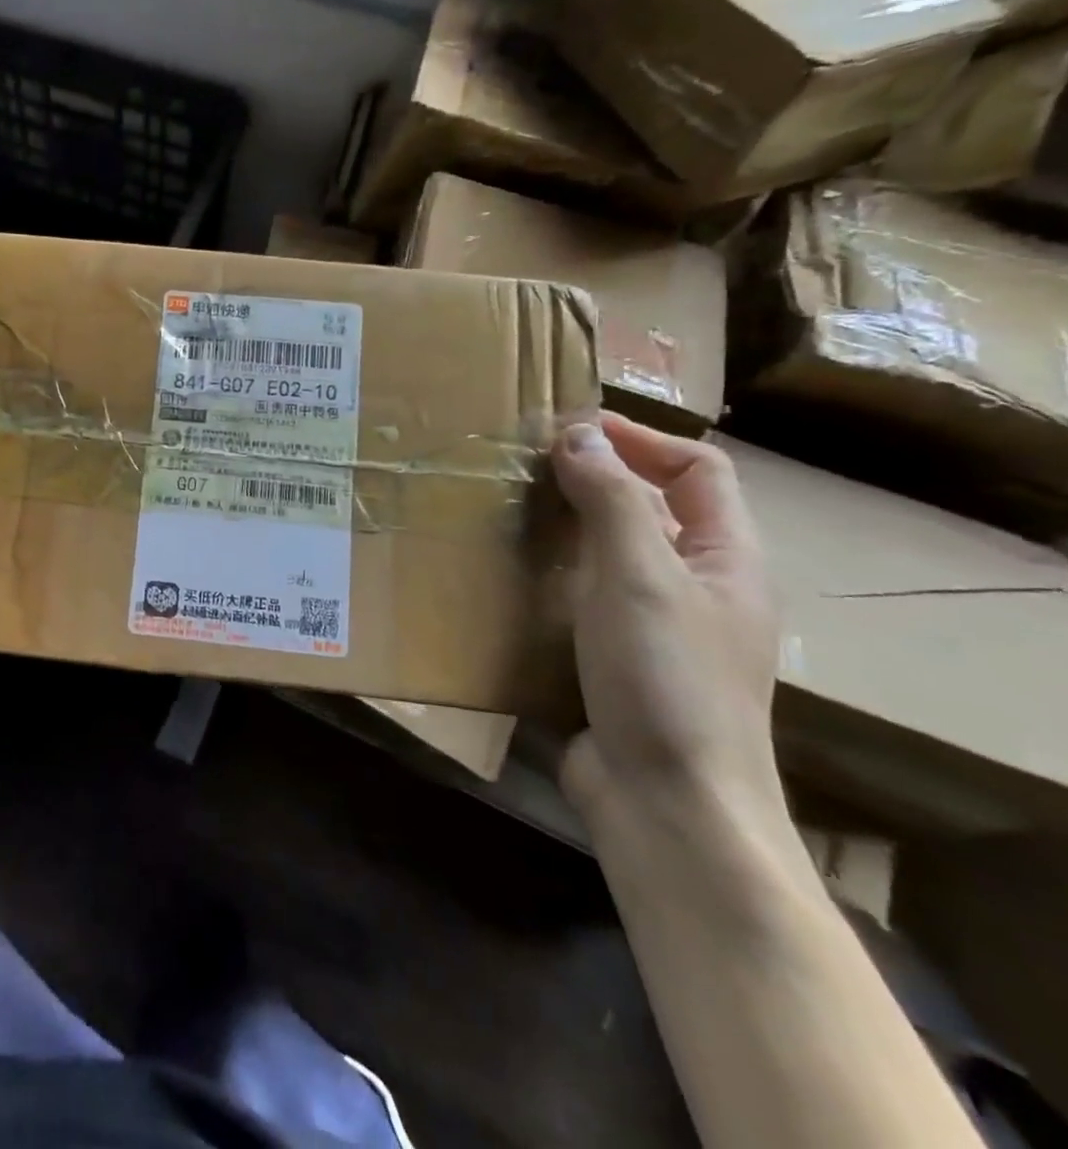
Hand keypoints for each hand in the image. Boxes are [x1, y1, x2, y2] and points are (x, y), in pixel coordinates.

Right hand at [548, 414, 784, 824]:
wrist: (667, 803)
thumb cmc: (665, 678)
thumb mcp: (638, 576)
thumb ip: (611, 499)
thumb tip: (576, 433)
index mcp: (727, 559)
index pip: (697, 469)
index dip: (640, 438)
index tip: (567, 428)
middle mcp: (698, 586)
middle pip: (653, 507)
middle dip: (594, 477)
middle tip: (522, 464)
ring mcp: (656, 626)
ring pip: (612, 552)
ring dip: (565, 524)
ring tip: (504, 509)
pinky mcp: (616, 659)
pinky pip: (584, 595)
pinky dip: (551, 573)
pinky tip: (507, 574)